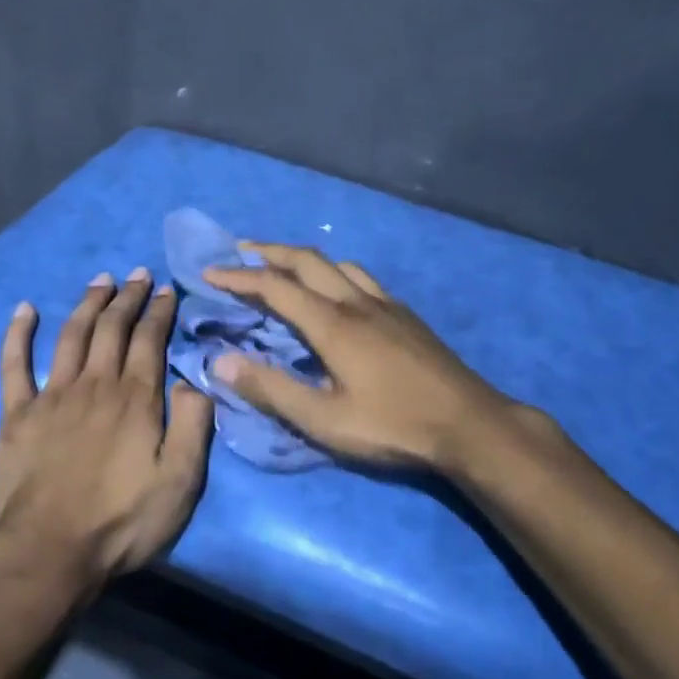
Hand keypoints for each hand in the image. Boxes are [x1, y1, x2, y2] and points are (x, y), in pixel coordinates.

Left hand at [0, 269, 214, 587]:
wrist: (51, 550)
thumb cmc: (123, 519)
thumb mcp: (181, 480)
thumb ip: (194, 425)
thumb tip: (191, 380)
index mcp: (135, 398)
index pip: (150, 339)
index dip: (159, 311)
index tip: (167, 289)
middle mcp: (95, 384)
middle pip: (112, 328)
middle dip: (128, 297)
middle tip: (139, 274)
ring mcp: (52, 395)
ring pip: (71, 335)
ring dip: (87, 303)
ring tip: (101, 280)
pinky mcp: (18, 414)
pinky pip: (15, 364)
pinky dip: (18, 334)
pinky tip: (24, 309)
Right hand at [203, 244, 545, 471]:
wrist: (469, 424)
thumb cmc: (393, 426)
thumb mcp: (324, 420)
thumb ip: (271, 389)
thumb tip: (220, 361)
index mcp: (333, 324)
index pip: (275, 287)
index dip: (239, 277)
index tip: (209, 273)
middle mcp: (357, 302)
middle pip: (307, 261)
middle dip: (269, 252)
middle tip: (240, 253)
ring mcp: (386, 305)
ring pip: (338, 265)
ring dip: (304, 259)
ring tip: (284, 268)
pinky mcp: (406, 316)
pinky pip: (362, 278)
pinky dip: (335, 273)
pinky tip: (339, 293)